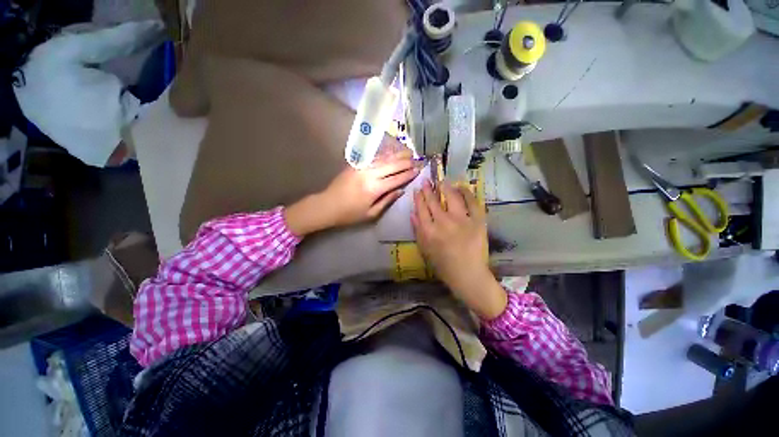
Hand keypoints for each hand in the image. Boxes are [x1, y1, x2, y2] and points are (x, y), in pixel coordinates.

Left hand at [285, 150, 418, 236]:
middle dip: (406, 162)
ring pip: (383, 158)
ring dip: (396, 155)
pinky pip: (373, 158)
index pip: (396, 179)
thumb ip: (387, 200)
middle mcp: (370, 174)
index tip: (418, 170)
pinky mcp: (355, 165)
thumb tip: (401, 191)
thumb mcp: (371, 214)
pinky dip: (384, 155)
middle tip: (417, 159)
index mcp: (374, 188)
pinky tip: (391, 153)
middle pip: (392, 165)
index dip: (408, 174)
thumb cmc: (349, 214)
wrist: (327, 205)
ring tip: (408, 152)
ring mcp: (362, 167)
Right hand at [412, 181, 506, 319]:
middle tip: (427, 181)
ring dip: (446, 187)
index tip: (417, 189)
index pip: (421, 208)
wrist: (468, 274)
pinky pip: (473, 202)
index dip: (418, 197)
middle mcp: (444, 222)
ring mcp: (462, 220)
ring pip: (452, 197)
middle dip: (428, 189)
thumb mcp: (425, 250)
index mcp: (429, 231)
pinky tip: (462, 187)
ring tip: (443, 181)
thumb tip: (412, 213)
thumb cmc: (443, 265)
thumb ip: (417, 231)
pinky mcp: (478, 221)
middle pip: (433, 201)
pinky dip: (467, 193)